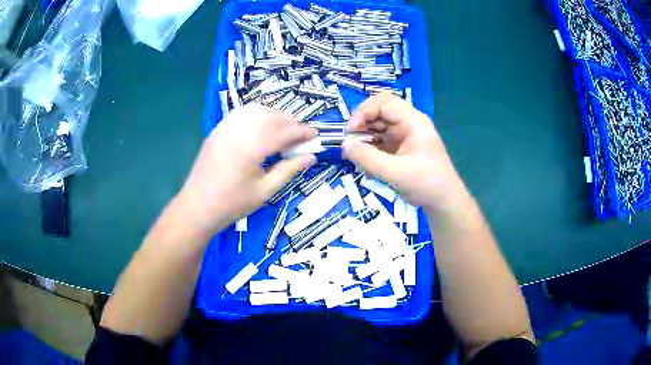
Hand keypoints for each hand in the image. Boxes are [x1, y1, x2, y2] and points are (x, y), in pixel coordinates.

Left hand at [178, 104, 315, 234]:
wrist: (197, 207)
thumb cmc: (232, 204)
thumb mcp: (265, 191)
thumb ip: (289, 170)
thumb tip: (311, 157)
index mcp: (251, 146)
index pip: (283, 131)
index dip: (302, 132)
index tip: (315, 136)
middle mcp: (238, 130)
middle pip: (271, 116)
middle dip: (290, 122)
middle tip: (301, 135)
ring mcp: (225, 127)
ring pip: (256, 110)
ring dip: (274, 115)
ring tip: (283, 130)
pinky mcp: (218, 130)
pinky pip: (241, 113)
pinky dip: (256, 114)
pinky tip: (262, 126)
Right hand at [342, 93, 462, 208]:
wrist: (443, 201)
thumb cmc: (426, 184)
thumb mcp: (396, 173)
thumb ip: (368, 159)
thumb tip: (344, 145)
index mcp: (413, 122)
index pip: (385, 102)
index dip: (364, 111)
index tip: (351, 130)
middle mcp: (408, 123)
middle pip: (379, 111)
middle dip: (361, 124)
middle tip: (349, 142)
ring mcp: (404, 134)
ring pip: (377, 126)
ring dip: (363, 137)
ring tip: (353, 155)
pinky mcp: (399, 146)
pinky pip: (379, 140)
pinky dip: (369, 149)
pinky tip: (365, 164)